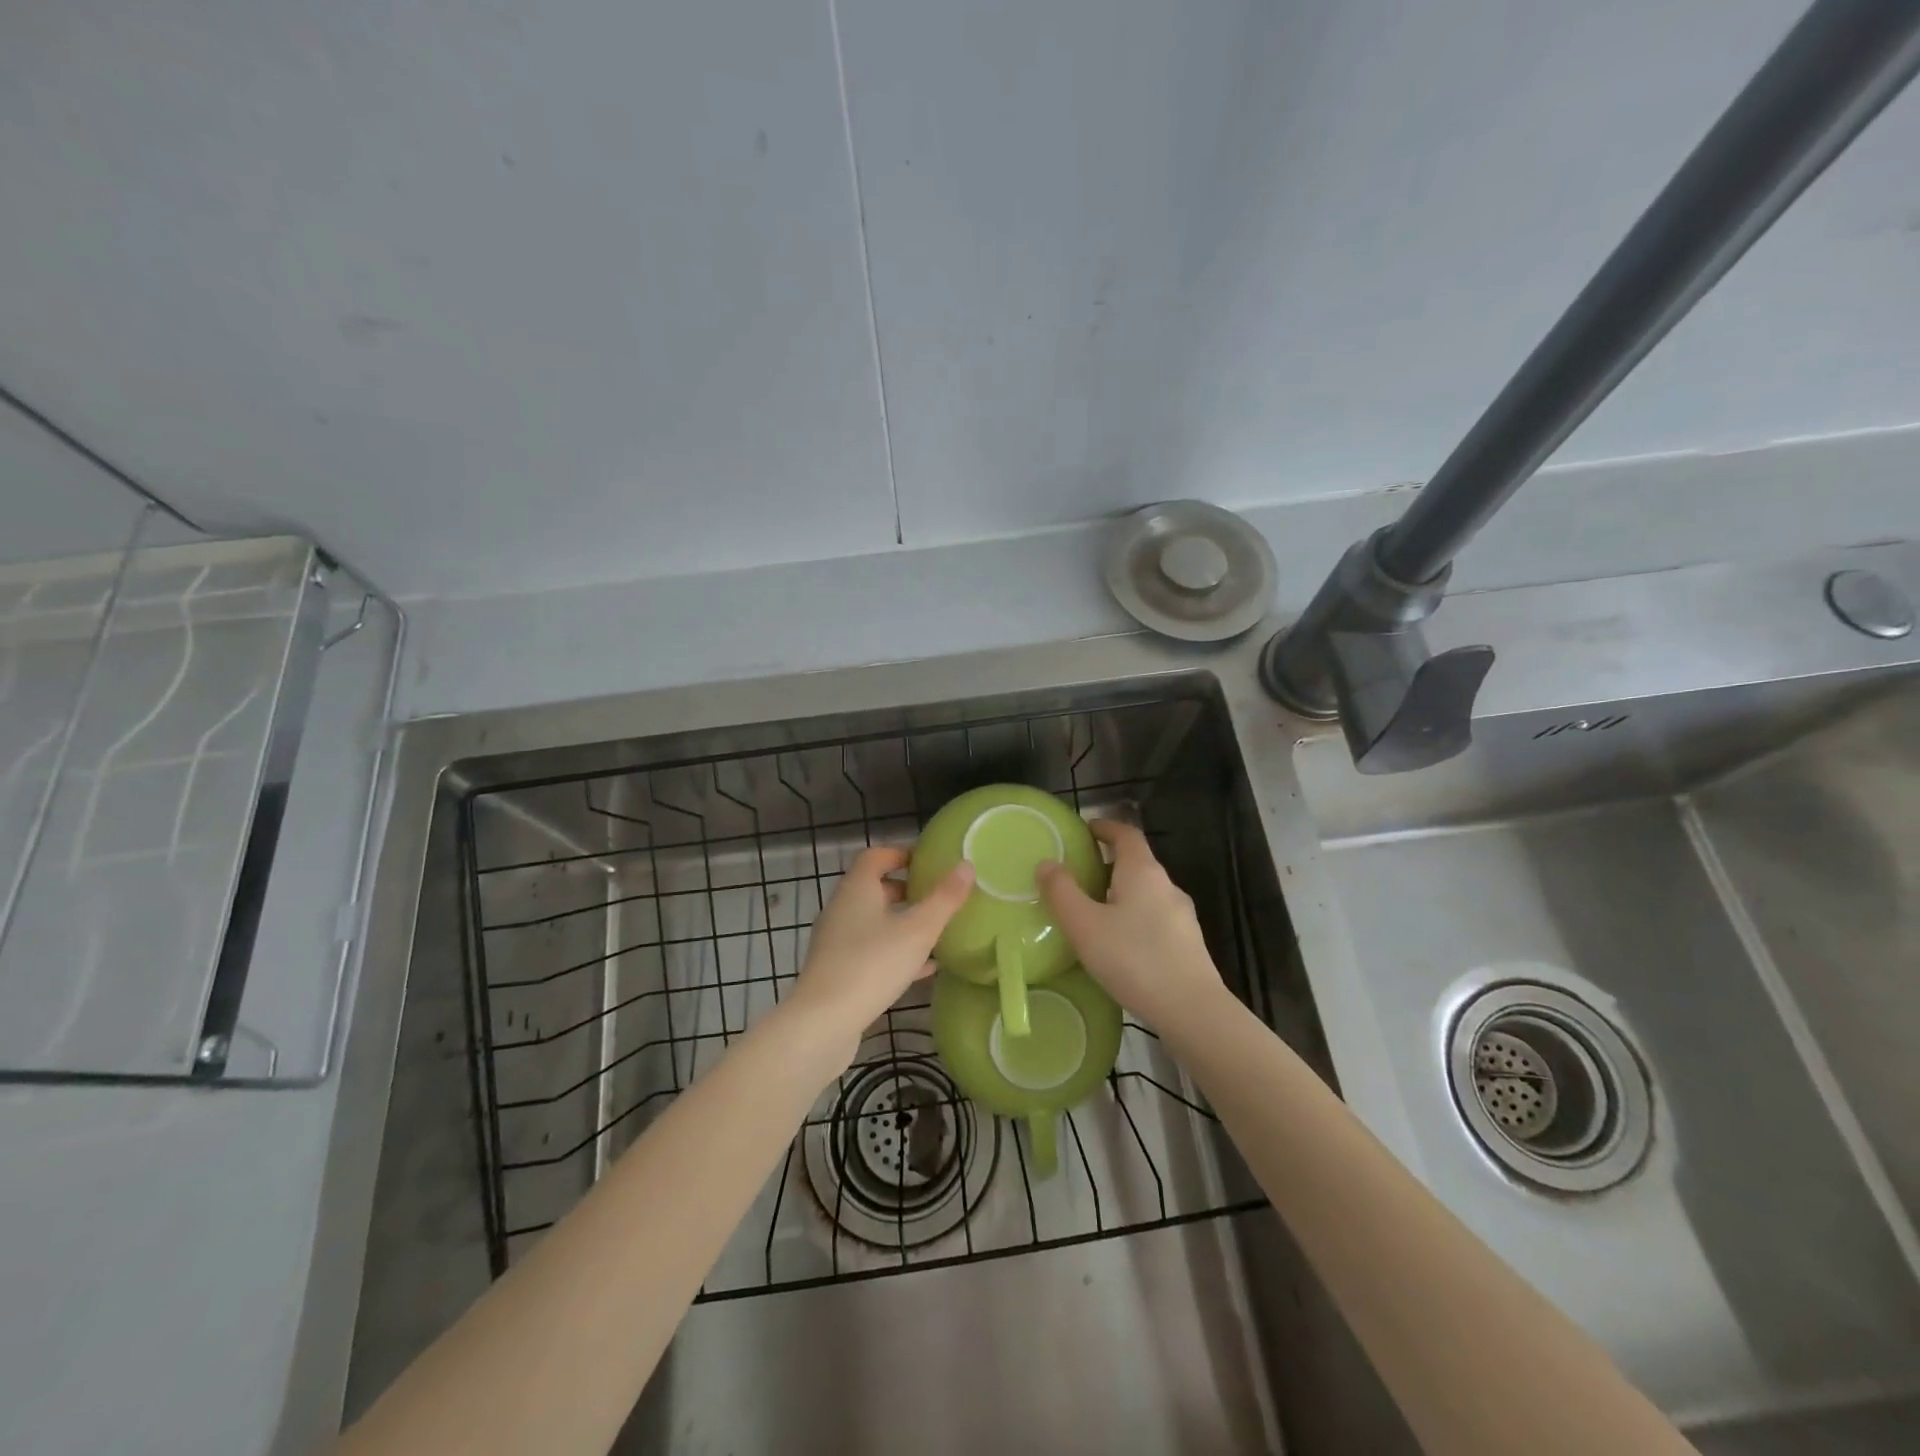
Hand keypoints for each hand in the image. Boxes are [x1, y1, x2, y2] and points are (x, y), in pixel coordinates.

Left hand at [788, 846, 972, 1048]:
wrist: (823, 1023)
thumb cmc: (872, 965)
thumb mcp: (918, 930)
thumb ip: (944, 898)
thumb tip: (966, 865)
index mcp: (857, 888)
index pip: (876, 856)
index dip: (902, 853)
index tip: (931, 862)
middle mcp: (843, 908)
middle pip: (875, 888)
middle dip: (907, 890)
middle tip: (939, 896)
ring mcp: (837, 941)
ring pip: (875, 921)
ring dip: (903, 922)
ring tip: (937, 930)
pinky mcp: (838, 971)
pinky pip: (872, 951)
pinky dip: (896, 951)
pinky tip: (925, 967)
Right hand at [1037, 820, 1224, 1031]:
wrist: (1192, 1010)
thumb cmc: (1134, 959)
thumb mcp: (1084, 925)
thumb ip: (1062, 892)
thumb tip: (1047, 863)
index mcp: (1143, 871)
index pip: (1125, 833)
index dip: (1105, 827)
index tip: (1084, 830)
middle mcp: (1167, 885)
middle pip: (1137, 862)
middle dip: (1108, 864)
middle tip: (1078, 877)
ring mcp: (1182, 915)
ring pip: (1147, 893)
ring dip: (1121, 894)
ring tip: (1094, 913)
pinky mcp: (1188, 944)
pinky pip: (1155, 919)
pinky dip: (1135, 919)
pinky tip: (1121, 946)